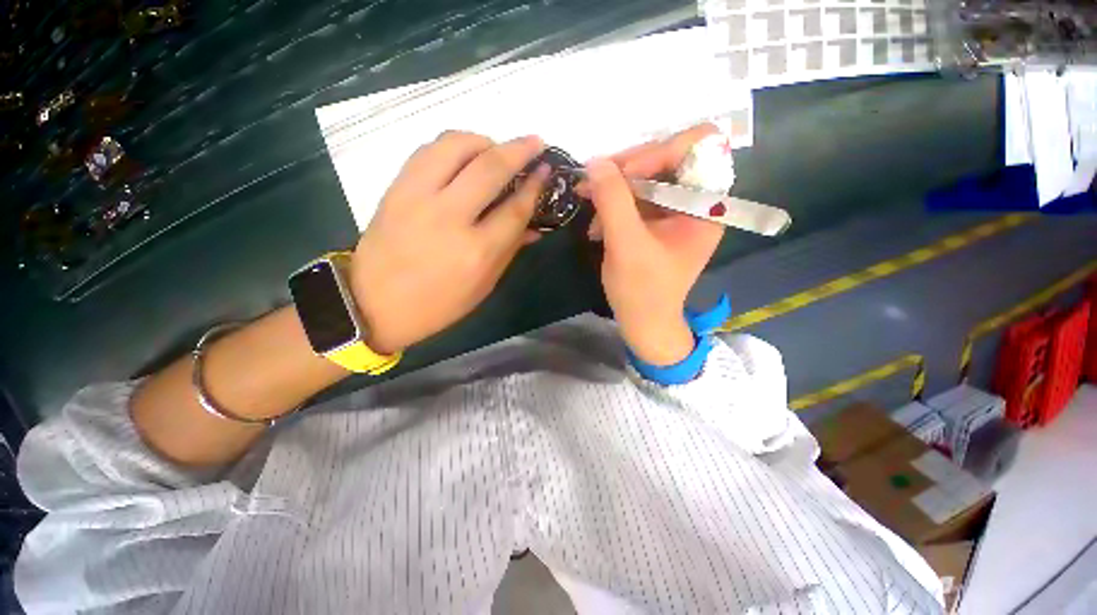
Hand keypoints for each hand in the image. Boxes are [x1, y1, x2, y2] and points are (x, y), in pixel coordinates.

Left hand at [350, 131, 548, 354]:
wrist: (374, 303)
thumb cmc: (438, 304)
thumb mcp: (483, 286)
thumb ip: (510, 250)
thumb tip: (534, 225)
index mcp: (477, 251)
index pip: (515, 208)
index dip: (534, 186)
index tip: (545, 170)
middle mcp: (450, 217)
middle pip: (490, 168)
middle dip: (519, 149)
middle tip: (535, 142)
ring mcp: (418, 198)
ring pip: (455, 145)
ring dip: (484, 140)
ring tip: (496, 148)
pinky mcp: (396, 188)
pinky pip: (428, 150)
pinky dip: (452, 145)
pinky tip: (464, 154)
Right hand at [586, 124, 725, 365]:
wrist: (644, 323)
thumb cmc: (642, 291)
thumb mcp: (626, 245)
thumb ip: (612, 200)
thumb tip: (595, 162)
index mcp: (706, 206)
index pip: (698, 146)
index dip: (659, 150)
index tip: (623, 174)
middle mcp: (696, 202)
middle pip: (667, 157)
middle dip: (627, 168)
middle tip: (594, 182)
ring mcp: (675, 211)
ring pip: (646, 175)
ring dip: (614, 187)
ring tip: (587, 201)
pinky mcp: (657, 221)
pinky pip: (636, 196)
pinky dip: (613, 203)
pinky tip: (596, 223)